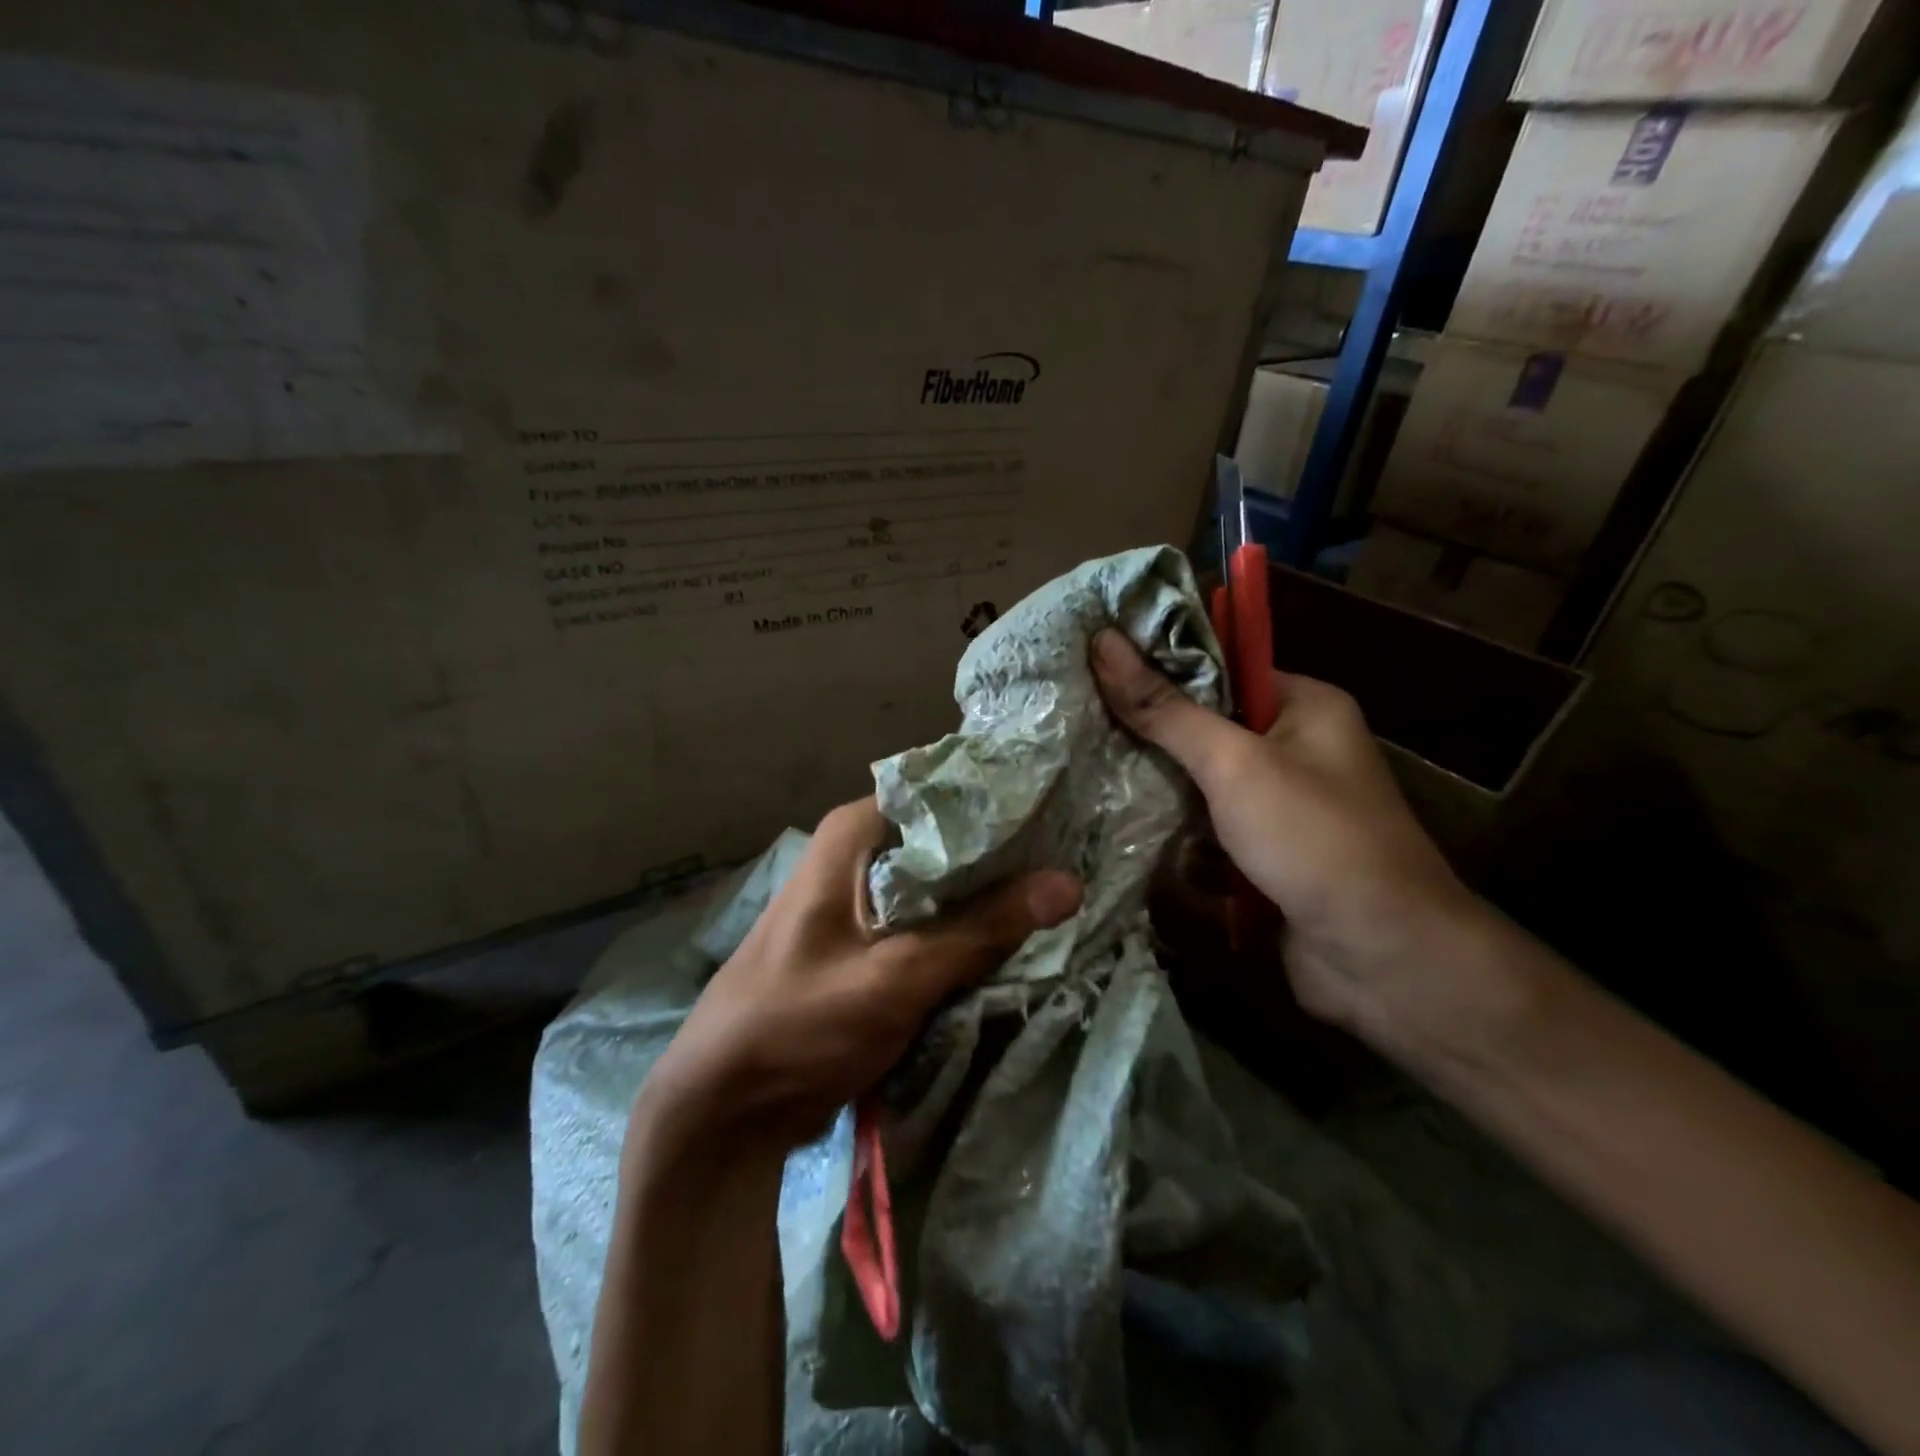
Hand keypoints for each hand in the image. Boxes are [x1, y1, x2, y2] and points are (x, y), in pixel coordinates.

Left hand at [637, 798, 1082, 1155]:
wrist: (724, 1107)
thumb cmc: (797, 1026)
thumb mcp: (894, 977)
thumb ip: (980, 930)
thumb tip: (1068, 883)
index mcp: (854, 835)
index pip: (944, 794)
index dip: (1003, 804)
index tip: (1063, 814)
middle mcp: (859, 854)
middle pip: (949, 841)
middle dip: (1006, 858)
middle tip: (1076, 861)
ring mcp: (865, 900)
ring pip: (944, 885)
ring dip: (992, 900)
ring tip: (1062, 899)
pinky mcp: (871, 942)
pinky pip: (932, 923)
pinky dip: (968, 932)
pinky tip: (1018, 940)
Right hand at [1090, 628, 1484, 1046]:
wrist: (1383, 959)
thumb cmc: (1313, 838)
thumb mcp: (1233, 763)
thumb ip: (1165, 709)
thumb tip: (1103, 642)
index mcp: (1304, 707)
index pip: (1219, 669)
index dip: (1159, 666)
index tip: (1094, 667)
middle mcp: (1296, 750)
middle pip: (1205, 729)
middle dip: (1151, 737)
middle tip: (1080, 726)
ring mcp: (1280, 808)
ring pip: (1200, 785)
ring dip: (1158, 792)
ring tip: (1088, 777)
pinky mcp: (1265, 857)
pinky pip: (1208, 831)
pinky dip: (1177, 836)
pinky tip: (1124, 832)